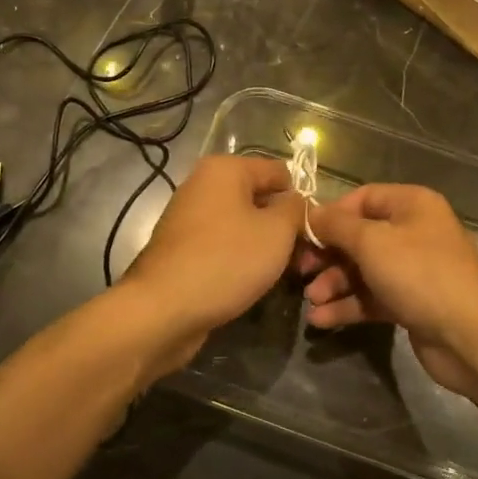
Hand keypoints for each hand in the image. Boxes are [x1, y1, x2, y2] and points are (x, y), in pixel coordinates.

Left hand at [119, 155, 304, 377]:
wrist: (162, 310)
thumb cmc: (226, 260)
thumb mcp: (277, 232)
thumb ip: (296, 210)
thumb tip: (298, 202)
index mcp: (225, 168)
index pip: (280, 172)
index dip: (301, 200)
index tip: (314, 233)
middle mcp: (203, 185)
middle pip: (260, 199)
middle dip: (284, 227)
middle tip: (304, 260)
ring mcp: (189, 217)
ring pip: (243, 225)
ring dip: (265, 247)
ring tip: (282, 275)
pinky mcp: (182, 249)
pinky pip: (224, 245)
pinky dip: (240, 260)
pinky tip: (252, 283)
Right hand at [295, 184, 477, 400]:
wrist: (470, 337)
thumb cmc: (420, 275)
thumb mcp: (372, 242)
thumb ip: (336, 225)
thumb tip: (310, 214)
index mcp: (412, 205)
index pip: (362, 199)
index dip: (331, 215)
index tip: (303, 235)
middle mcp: (414, 232)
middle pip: (360, 236)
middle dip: (328, 255)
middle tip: (300, 271)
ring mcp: (413, 270)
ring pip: (363, 270)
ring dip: (334, 283)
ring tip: (312, 301)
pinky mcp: (410, 303)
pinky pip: (372, 297)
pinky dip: (348, 305)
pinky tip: (322, 319)